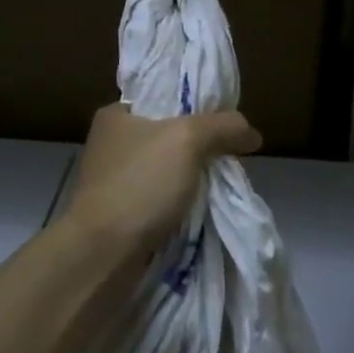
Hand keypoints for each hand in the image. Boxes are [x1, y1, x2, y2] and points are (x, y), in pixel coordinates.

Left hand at [59, 102, 261, 250]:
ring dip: (193, 178)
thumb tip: (251, 133)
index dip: (198, 106)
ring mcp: (114, 181)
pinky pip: (161, 199)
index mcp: (116, 115)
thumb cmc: (140, 184)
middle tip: (230, 155)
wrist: (103, 255)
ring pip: (168, 170)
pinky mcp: (120, 213)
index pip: (165, 97)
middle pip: (170, 135)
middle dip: (201, 147)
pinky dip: (181, 203)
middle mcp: (111, 143)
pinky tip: (203, 208)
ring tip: (223, 183)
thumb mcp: (188, 139)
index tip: (226, 122)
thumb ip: (222, 126)